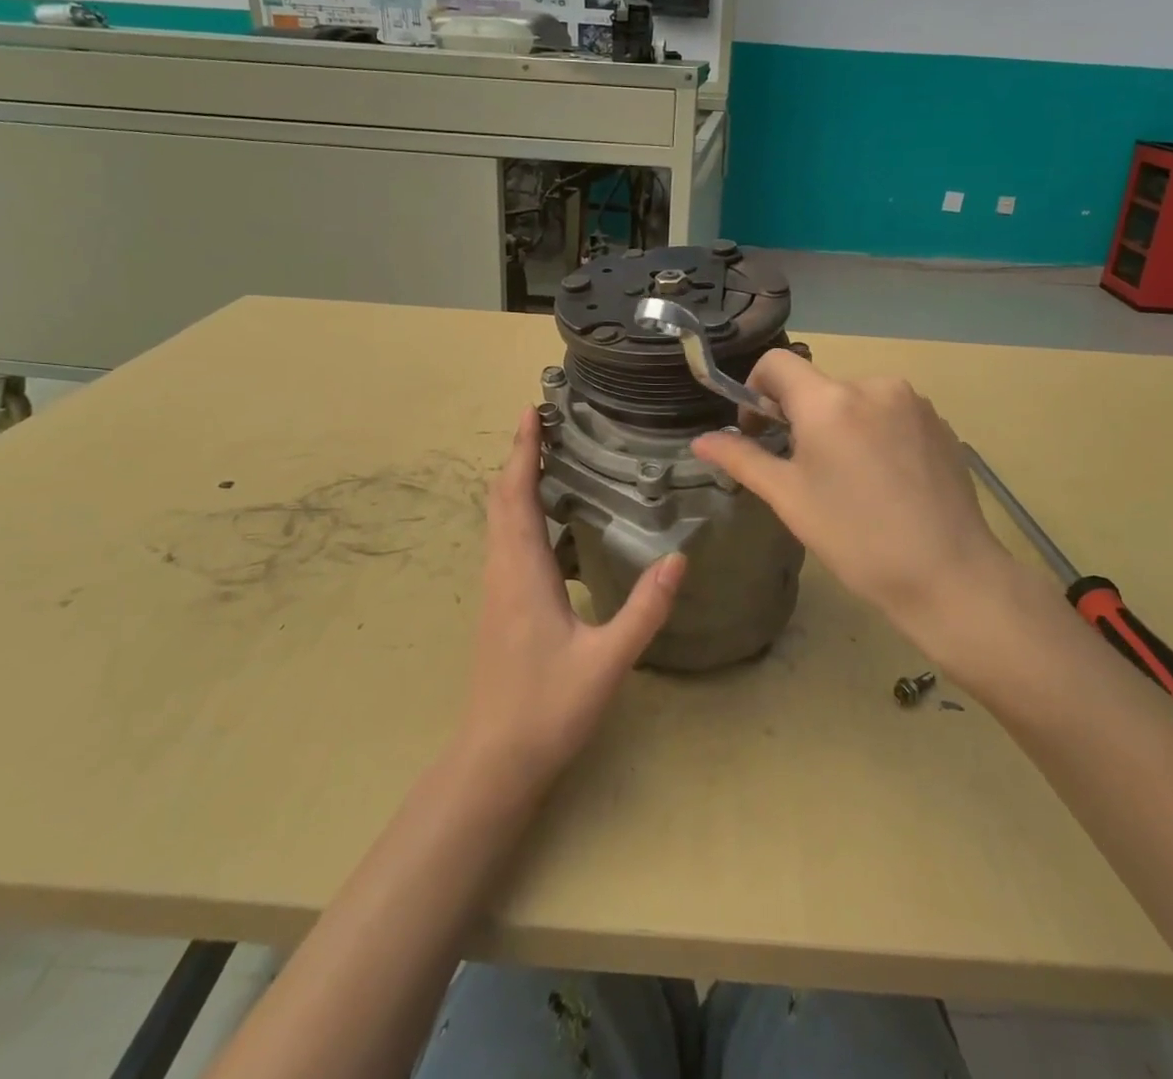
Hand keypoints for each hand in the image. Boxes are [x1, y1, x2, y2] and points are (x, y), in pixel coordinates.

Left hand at [457, 407, 685, 790]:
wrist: (493, 762)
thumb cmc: (545, 709)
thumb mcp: (606, 661)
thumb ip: (644, 610)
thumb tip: (679, 557)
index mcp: (522, 573)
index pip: (515, 496)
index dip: (521, 451)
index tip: (530, 411)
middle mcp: (502, 572)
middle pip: (500, 500)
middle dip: (518, 456)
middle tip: (543, 422)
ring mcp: (496, 590)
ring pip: (499, 521)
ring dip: (516, 483)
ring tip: (547, 458)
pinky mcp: (500, 607)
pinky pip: (506, 542)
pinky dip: (520, 513)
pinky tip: (550, 523)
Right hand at [693, 352, 1048, 666]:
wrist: (949, 574)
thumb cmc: (857, 539)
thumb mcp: (790, 499)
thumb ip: (743, 459)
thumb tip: (700, 441)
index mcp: (829, 400)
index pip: (776, 363)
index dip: (755, 391)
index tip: (759, 431)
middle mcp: (873, 384)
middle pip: (818, 386)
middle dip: (801, 418)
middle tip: (805, 471)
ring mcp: (912, 401)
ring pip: (856, 400)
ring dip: (840, 425)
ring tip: (851, 480)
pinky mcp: (939, 421)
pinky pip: (890, 413)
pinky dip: (875, 433)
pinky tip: (886, 481)